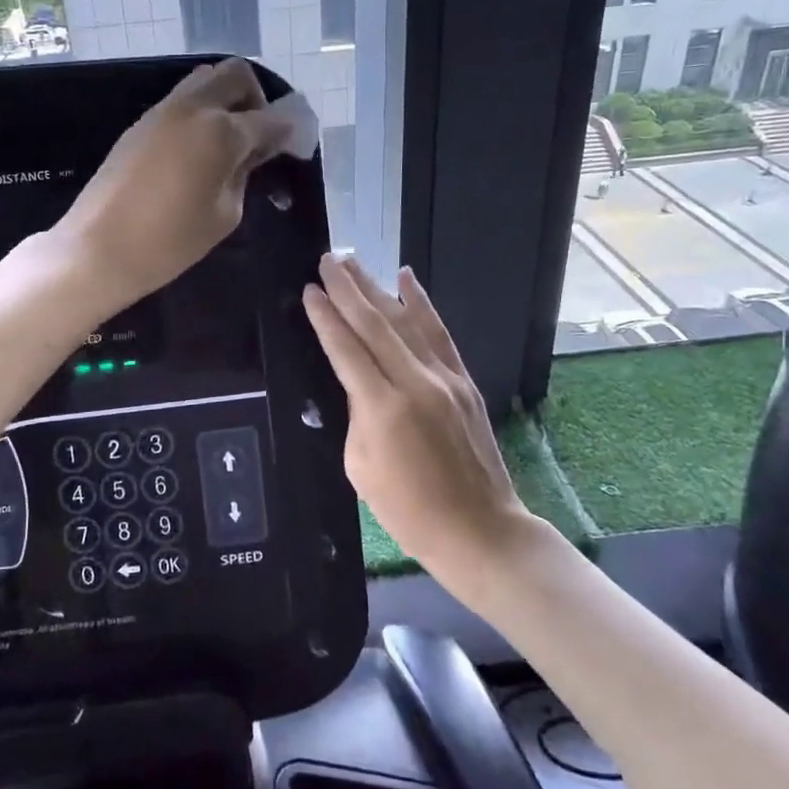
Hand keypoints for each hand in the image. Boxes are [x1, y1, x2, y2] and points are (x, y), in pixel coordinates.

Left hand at [55, 59, 291, 308]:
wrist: (98, 249)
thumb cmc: (169, 243)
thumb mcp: (224, 215)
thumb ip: (244, 175)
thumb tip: (254, 152)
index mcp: (221, 131)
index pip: (270, 118)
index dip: (289, 130)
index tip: (296, 146)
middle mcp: (193, 108)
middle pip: (235, 75)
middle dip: (256, 98)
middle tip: (258, 136)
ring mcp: (162, 111)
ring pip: (204, 80)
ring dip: (225, 100)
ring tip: (228, 143)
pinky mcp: (140, 124)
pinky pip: (181, 101)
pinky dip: (200, 113)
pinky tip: (199, 150)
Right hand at [303, 255, 560, 603]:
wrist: (479, 529)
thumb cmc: (408, 510)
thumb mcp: (361, 467)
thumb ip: (356, 415)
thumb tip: (358, 383)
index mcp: (383, 408)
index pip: (346, 349)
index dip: (325, 318)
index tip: (309, 290)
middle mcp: (415, 382)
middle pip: (375, 324)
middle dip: (347, 289)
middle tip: (327, 259)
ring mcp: (445, 378)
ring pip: (406, 320)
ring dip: (377, 288)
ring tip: (354, 261)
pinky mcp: (464, 380)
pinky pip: (439, 332)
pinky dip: (422, 303)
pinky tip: (407, 279)